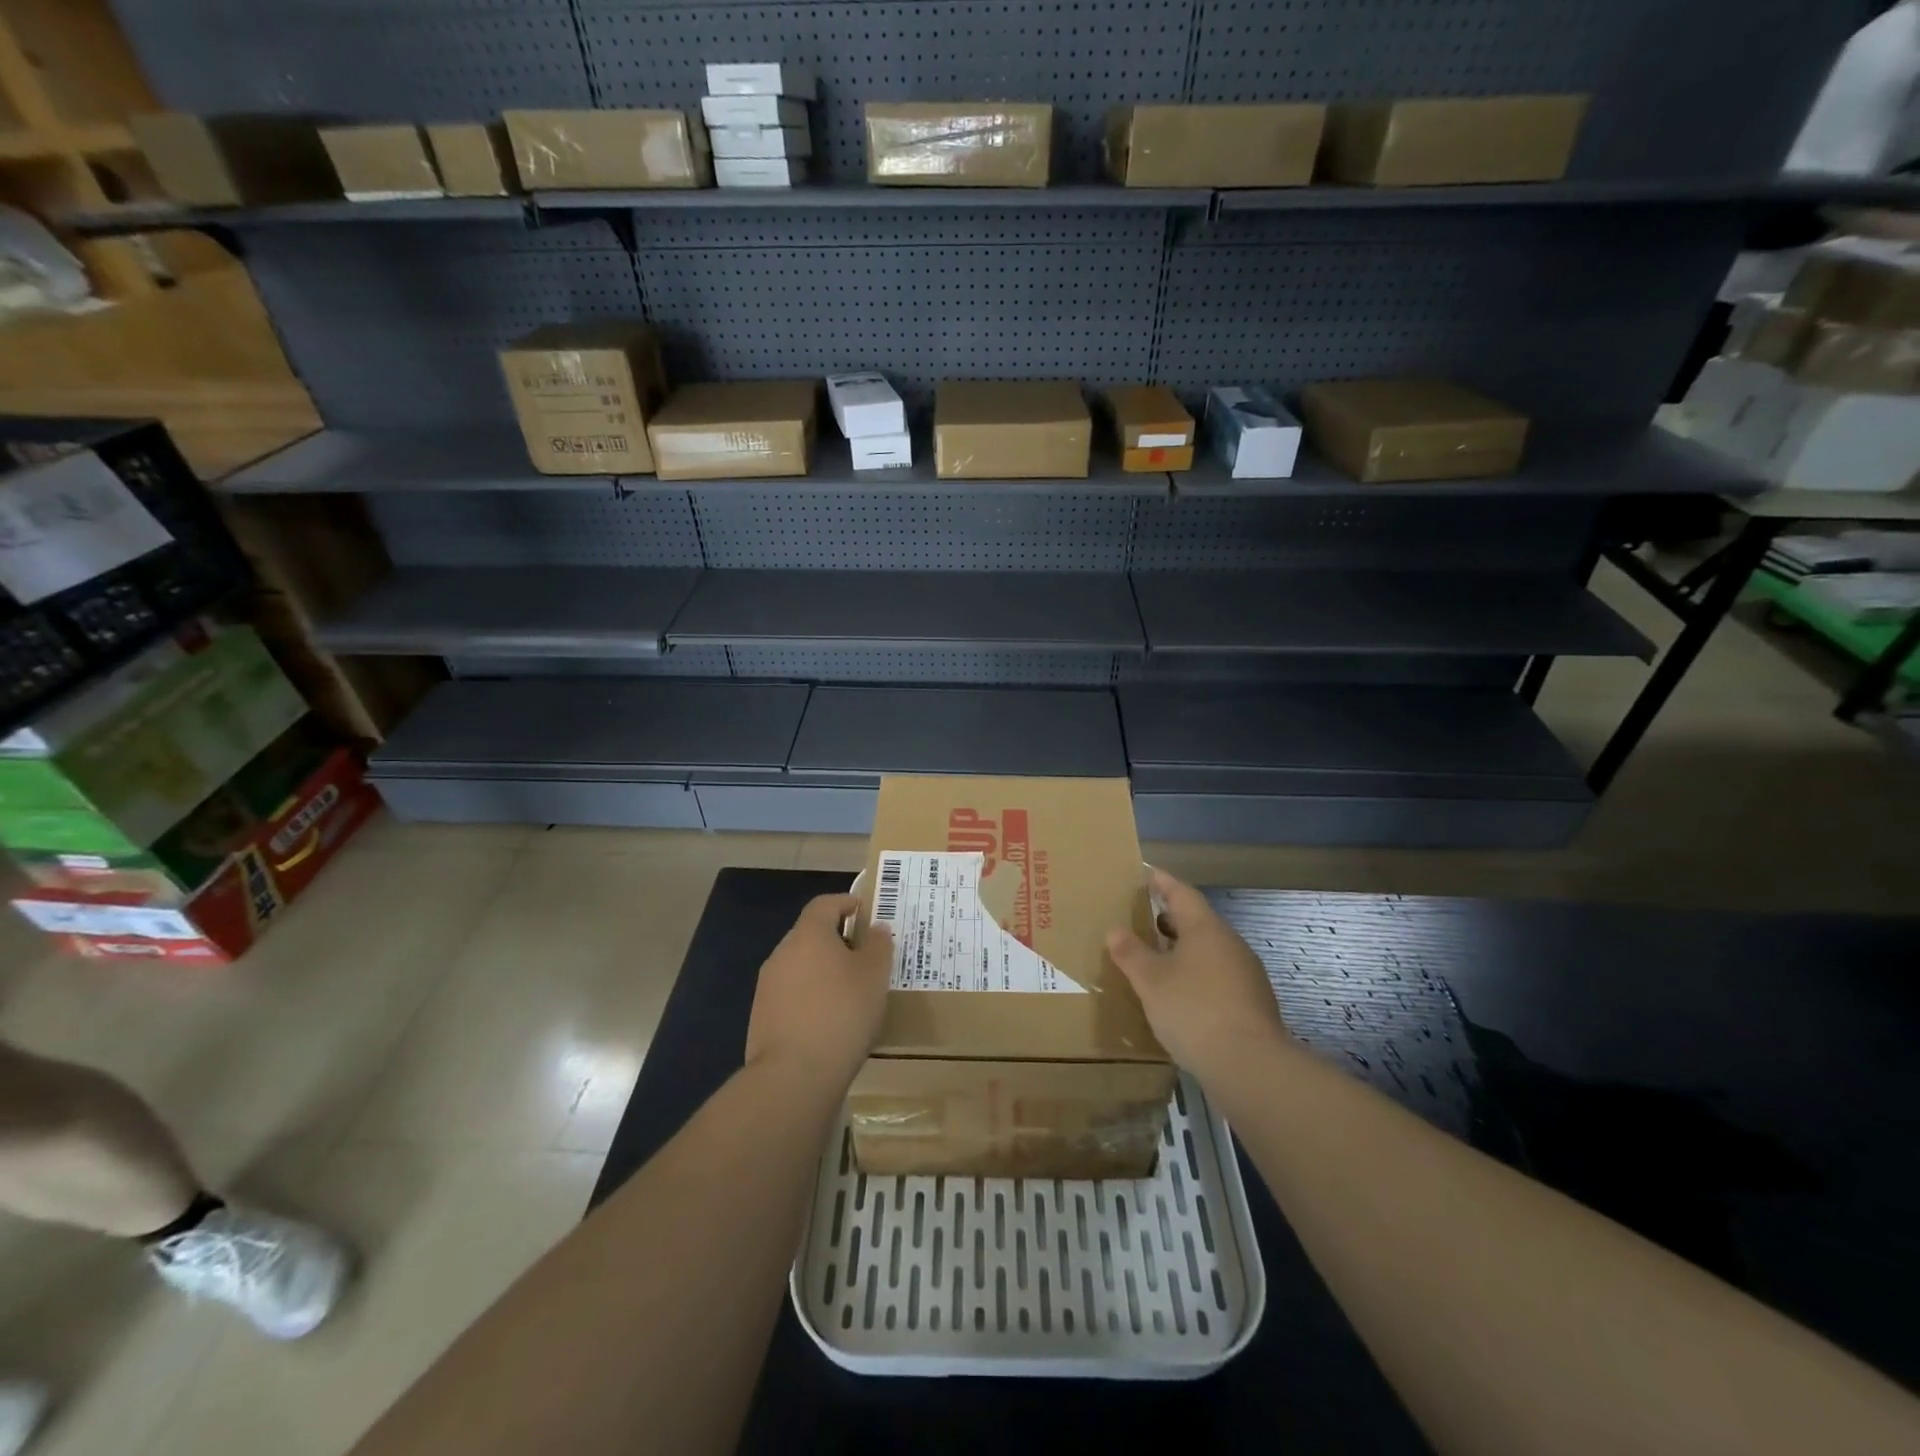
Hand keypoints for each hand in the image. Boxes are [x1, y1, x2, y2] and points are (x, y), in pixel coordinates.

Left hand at [745, 894, 893, 1090]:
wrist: (794, 1075)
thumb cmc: (842, 1013)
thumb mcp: (874, 976)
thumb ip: (878, 945)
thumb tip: (875, 927)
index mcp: (808, 935)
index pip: (824, 904)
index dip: (845, 902)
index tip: (865, 912)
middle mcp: (782, 953)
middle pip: (810, 935)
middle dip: (837, 941)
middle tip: (864, 957)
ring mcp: (767, 986)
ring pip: (800, 966)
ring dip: (823, 972)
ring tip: (850, 993)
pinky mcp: (762, 1017)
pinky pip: (791, 995)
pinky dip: (810, 998)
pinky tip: (829, 1021)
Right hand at [1106, 868, 1288, 1081]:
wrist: (1250, 1064)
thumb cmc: (1193, 1010)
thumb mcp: (1151, 981)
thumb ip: (1131, 953)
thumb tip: (1115, 930)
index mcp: (1206, 929)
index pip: (1182, 893)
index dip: (1163, 883)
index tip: (1147, 874)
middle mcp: (1230, 943)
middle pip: (1198, 921)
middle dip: (1171, 919)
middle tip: (1144, 918)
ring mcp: (1246, 973)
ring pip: (1209, 951)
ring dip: (1184, 950)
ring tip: (1157, 958)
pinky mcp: (1252, 1002)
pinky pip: (1218, 976)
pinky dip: (1197, 975)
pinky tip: (1181, 994)